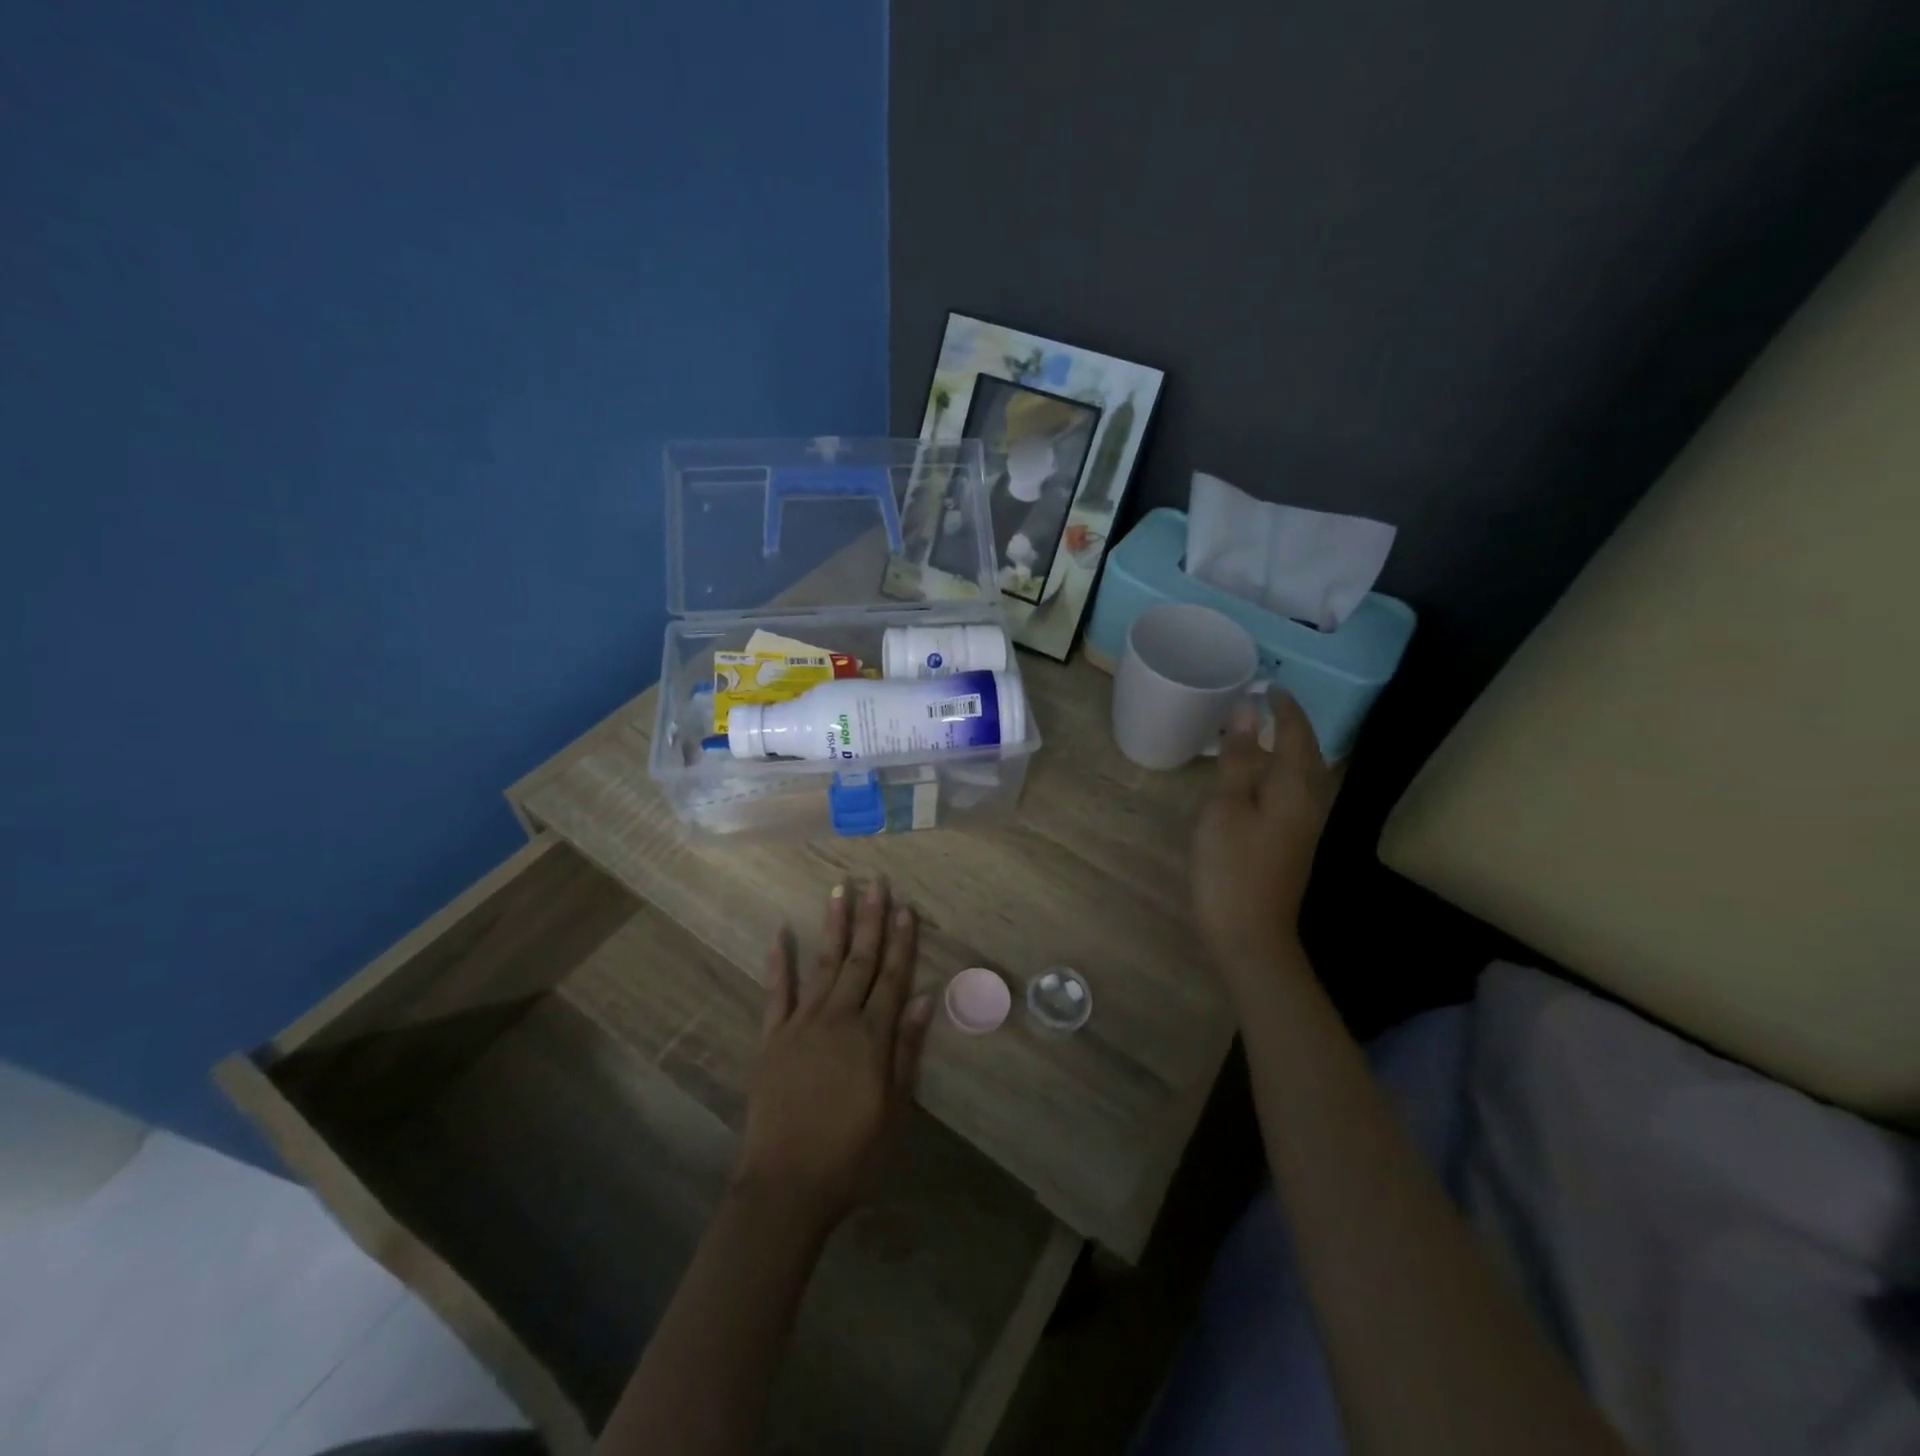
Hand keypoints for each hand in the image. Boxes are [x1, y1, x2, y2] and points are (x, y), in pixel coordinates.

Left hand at [735, 879, 933, 1233]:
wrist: (786, 1186)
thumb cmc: (852, 1154)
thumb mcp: (895, 1109)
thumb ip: (907, 1050)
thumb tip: (922, 997)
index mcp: (871, 1037)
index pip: (892, 977)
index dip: (901, 941)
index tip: (906, 907)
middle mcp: (837, 1019)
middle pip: (859, 961)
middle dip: (871, 919)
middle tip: (876, 882)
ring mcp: (800, 1024)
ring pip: (823, 965)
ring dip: (834, 927)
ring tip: (840, 890)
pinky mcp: (771, 1038)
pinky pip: (776, 992)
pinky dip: (778, 961)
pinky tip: (780, 932)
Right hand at [1191, 691, 1334, 979]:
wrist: (1251, 935)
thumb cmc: (1231, 868)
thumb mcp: (1225, 807)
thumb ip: (1237, 759)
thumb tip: (1245, 710)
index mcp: (1293, 788)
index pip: (1296, 735)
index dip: (1285, 709)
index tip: (1269, 686)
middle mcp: (1309, 803)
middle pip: (1309, 754)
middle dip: (1294, 726)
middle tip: (1270, 705)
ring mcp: (1305, 827)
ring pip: (1306, 776)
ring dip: (1292, 750)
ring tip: (1266, 735)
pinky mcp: (1293, 845)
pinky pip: (1296, 794)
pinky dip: (1283, 774)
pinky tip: (1263, 780)